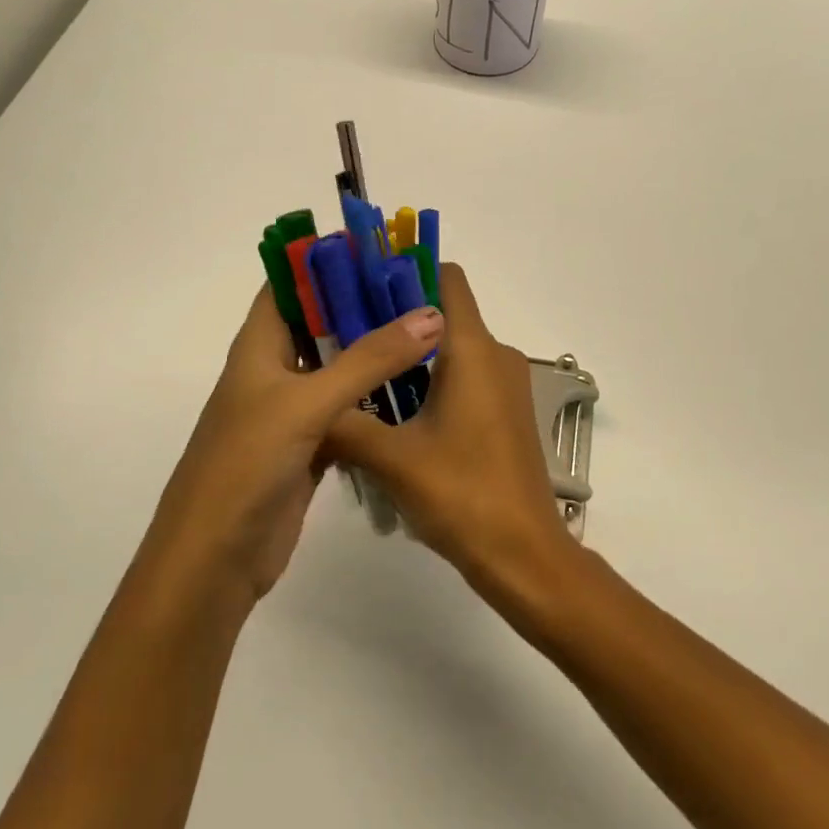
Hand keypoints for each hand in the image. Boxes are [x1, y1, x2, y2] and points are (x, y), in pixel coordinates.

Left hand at [137, 283, 443, 605]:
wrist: (215, 560)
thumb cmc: (246, 464)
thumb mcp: (307, 403)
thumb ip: (369, 359)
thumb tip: (431, 313)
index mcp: (258, 347)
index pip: (289, 285)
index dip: (326, 262)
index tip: (380, 249)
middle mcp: (273, 371)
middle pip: (320, 323)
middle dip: (363, 304)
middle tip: (420, 288)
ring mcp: (292, 411)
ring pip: (338, 367)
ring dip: (374, 350)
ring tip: (428, 327)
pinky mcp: (309, 446)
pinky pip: (349, 409)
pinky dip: (376, 397)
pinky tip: (415, 387)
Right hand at [325, 264, 578, 607]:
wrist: (523, 554)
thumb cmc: (461, 494)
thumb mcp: (391, 458)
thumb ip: (344, 424)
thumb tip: (305, 407)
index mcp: (473, 349)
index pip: (446, 279)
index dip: (405, 273)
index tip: (362, 289)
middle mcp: (496, 355)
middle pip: (444, 313)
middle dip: (396, 319)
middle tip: (345, 338)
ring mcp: (506, 385)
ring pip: (453, 350)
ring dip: (412, 357)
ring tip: (363, 379)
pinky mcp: (506, 412)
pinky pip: (466, 377)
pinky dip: (433, 381)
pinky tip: (397, 413)